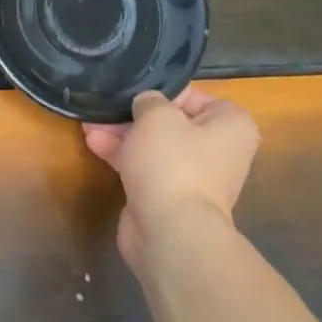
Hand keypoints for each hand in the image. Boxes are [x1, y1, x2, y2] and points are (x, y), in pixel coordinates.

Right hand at [83, 86, 259, 276]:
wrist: (169, 229)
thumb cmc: (173, 163)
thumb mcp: (158, 116)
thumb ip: (149, 101)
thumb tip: (146, 103)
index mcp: (230, 124)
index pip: (194, 98)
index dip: (161, 93)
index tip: (132, 92)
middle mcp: (218, 150)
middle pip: (171, 124)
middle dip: (133, 118)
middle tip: (105, 109)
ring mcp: (192, 177)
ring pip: (153, 148)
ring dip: (122, 136)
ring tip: (90, 124)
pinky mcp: (167, 197)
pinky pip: (145, 169)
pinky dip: (123, 157)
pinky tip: (95, 144)